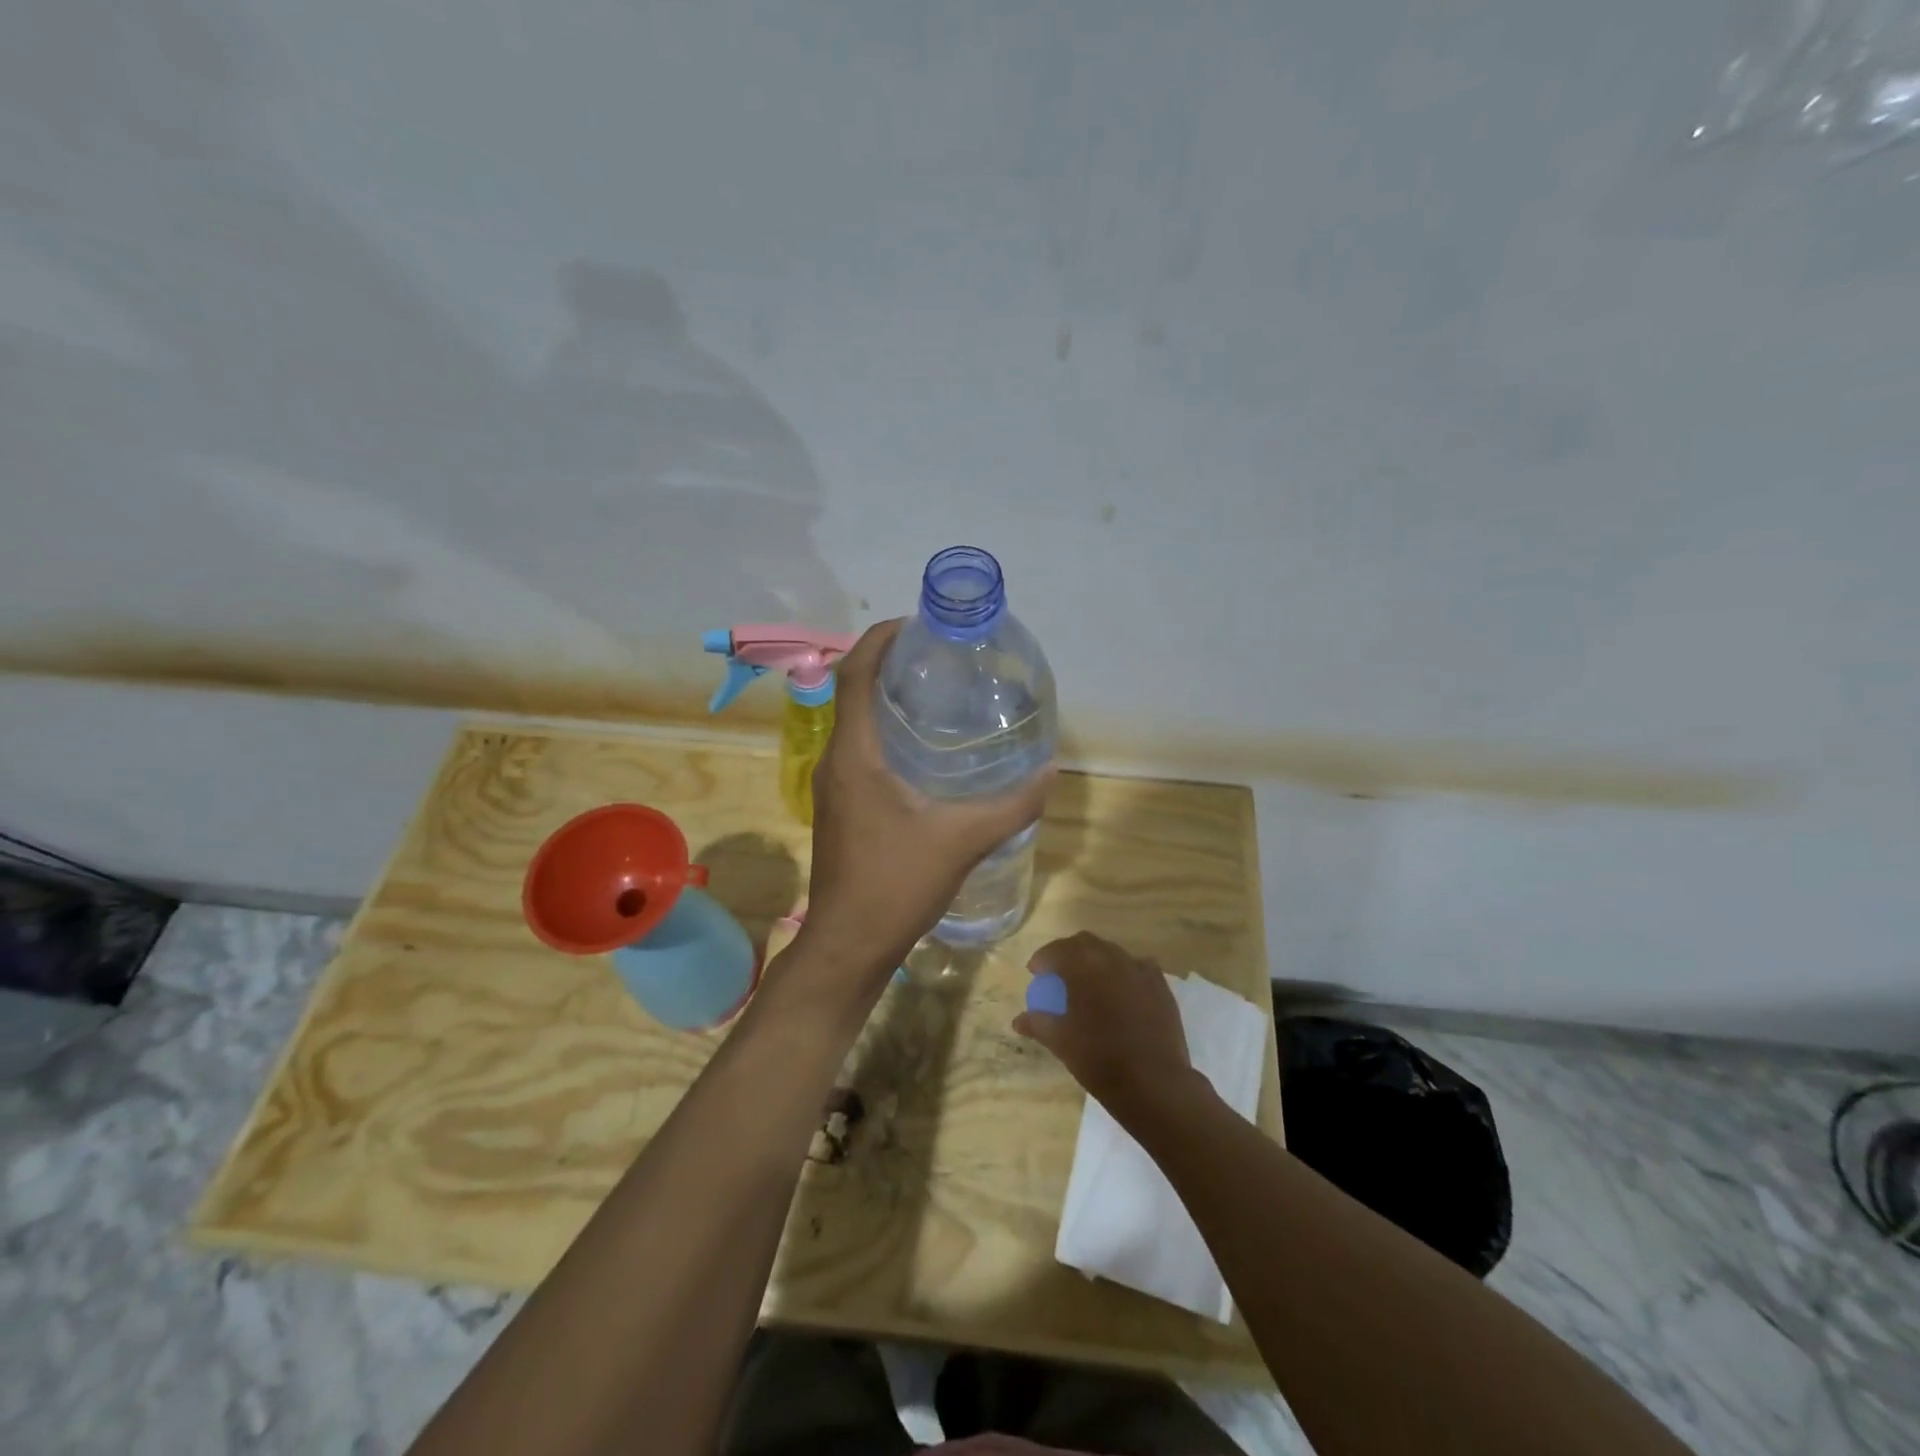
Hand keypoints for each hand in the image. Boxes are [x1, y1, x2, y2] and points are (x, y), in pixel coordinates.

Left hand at [796, 619, 1052, 999]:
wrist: (849, 944)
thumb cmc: (895, 885)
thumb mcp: (962, 840)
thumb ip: (1011, 804)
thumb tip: (1051, 771)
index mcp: (855, 753)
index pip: (855, 673)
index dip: (880, 638)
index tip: (917, 624)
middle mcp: (837, 760)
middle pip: (855, 690)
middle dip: (891, 663)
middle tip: (941, 658)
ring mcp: (835, 785)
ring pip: (857, 722)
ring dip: (888, 699)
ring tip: (939, 695)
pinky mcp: (843, 806)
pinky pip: (862, 750)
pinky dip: (888, 733)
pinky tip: (928, 752)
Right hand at [1013, 932, 1197, 1121]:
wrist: (1154, 1083)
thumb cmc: (1099, 1059)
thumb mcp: (1060, 1042)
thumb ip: (1037, 1023)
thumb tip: (1018, 1020)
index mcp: (1084, 966)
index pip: (1057, 950)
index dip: (1042, 959)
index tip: (1035, 972)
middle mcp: (1112, 958)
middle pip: (1085, 943)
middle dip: (1068, 953)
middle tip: (1058, 973)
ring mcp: (1140, 969)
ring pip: (1112, 952)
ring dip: (1096, 960)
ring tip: (1089, 981)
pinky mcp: (1161, 985)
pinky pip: (1137, 967)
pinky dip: (1123, 972)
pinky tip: (1121, 990)